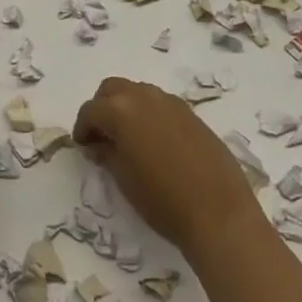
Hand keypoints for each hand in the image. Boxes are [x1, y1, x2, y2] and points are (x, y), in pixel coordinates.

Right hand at [73, 77, 261, 255]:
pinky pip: (160, 104)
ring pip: (137, 92)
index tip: (83, 146)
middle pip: (112, 89)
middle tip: (102, 136)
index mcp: (121, 111)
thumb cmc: (163, 201)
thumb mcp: (125, 180)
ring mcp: (171, 102)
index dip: (82, 128)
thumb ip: (107, 154)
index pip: (91, 110)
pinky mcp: (191, 113)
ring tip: (128, 139)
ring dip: (126, 107)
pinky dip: (148, 113)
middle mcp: (144, 96)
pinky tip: (154, 142)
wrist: (219, 213)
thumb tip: (98, 144)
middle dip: (102, 108)